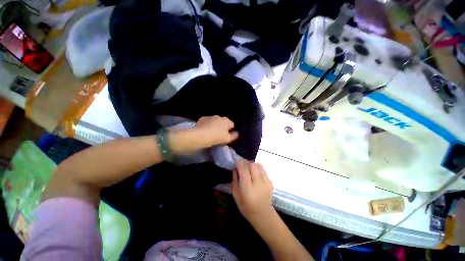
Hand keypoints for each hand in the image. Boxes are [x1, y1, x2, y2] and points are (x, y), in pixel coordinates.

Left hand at [194, 116, 238, 147]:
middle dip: (222, 127)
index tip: (227, 136)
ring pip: (214, 121)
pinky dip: (207, 125)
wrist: (200, 136)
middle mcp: (219, 116)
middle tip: (219, 135)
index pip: (232, 125)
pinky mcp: (202, 119)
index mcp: (226, 121)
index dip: (230, 131)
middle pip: (223, 122)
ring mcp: (210, 117)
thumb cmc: (216, 137)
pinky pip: (207, 122)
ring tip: (211, 133)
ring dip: (214, 126)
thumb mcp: (227, 139)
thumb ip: (234, 136)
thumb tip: (237, 133)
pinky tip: (205, 131)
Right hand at [232, 160, 273, 223]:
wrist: (263, 215)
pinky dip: (258, 169)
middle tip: (243, 166)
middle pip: (252, 165)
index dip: (240, 163)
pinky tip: (255, 175)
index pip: (244, 170)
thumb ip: (235, 181)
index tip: (236, 162)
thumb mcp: (236, 195)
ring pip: (259, 165)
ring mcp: (266, 182)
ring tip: (249, 169)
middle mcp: (258, 183)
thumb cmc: (246, 207)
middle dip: (246, 163)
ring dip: (252, 165)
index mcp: (247, 188)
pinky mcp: (270, 182)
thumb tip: (234, 170)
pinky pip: (263, 170)